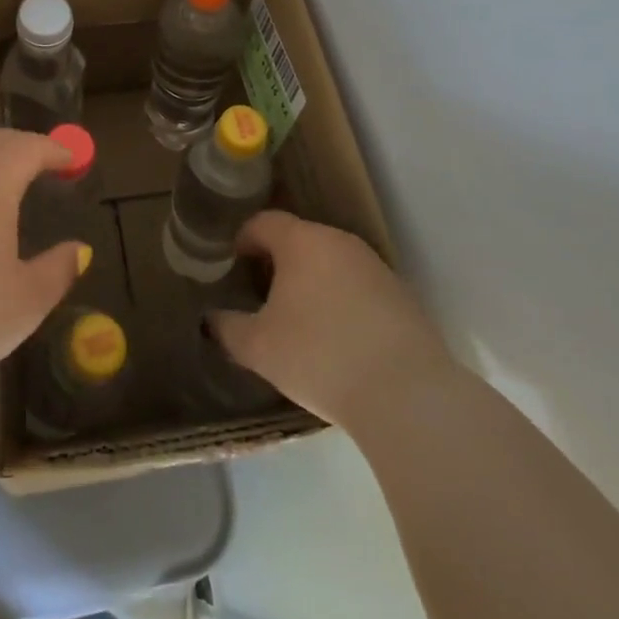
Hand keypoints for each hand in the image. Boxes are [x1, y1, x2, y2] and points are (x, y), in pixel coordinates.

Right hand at [210, 210, 454, 429]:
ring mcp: (376, 268)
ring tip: (300, 318)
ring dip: (313, 282)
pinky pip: (360, 288)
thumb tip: (210, 320)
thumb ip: (227, 328)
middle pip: (300, 240)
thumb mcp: (258, 347)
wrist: (408, 396)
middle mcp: (339, 242)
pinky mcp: (403, 298)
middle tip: (262, 292)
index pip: (264, 222)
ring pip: (332, 264)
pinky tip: (339, 339)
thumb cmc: (320, 356)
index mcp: (301, 242)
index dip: (244, 238)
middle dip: (278, 261)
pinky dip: (343, 302)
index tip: (233, 262)